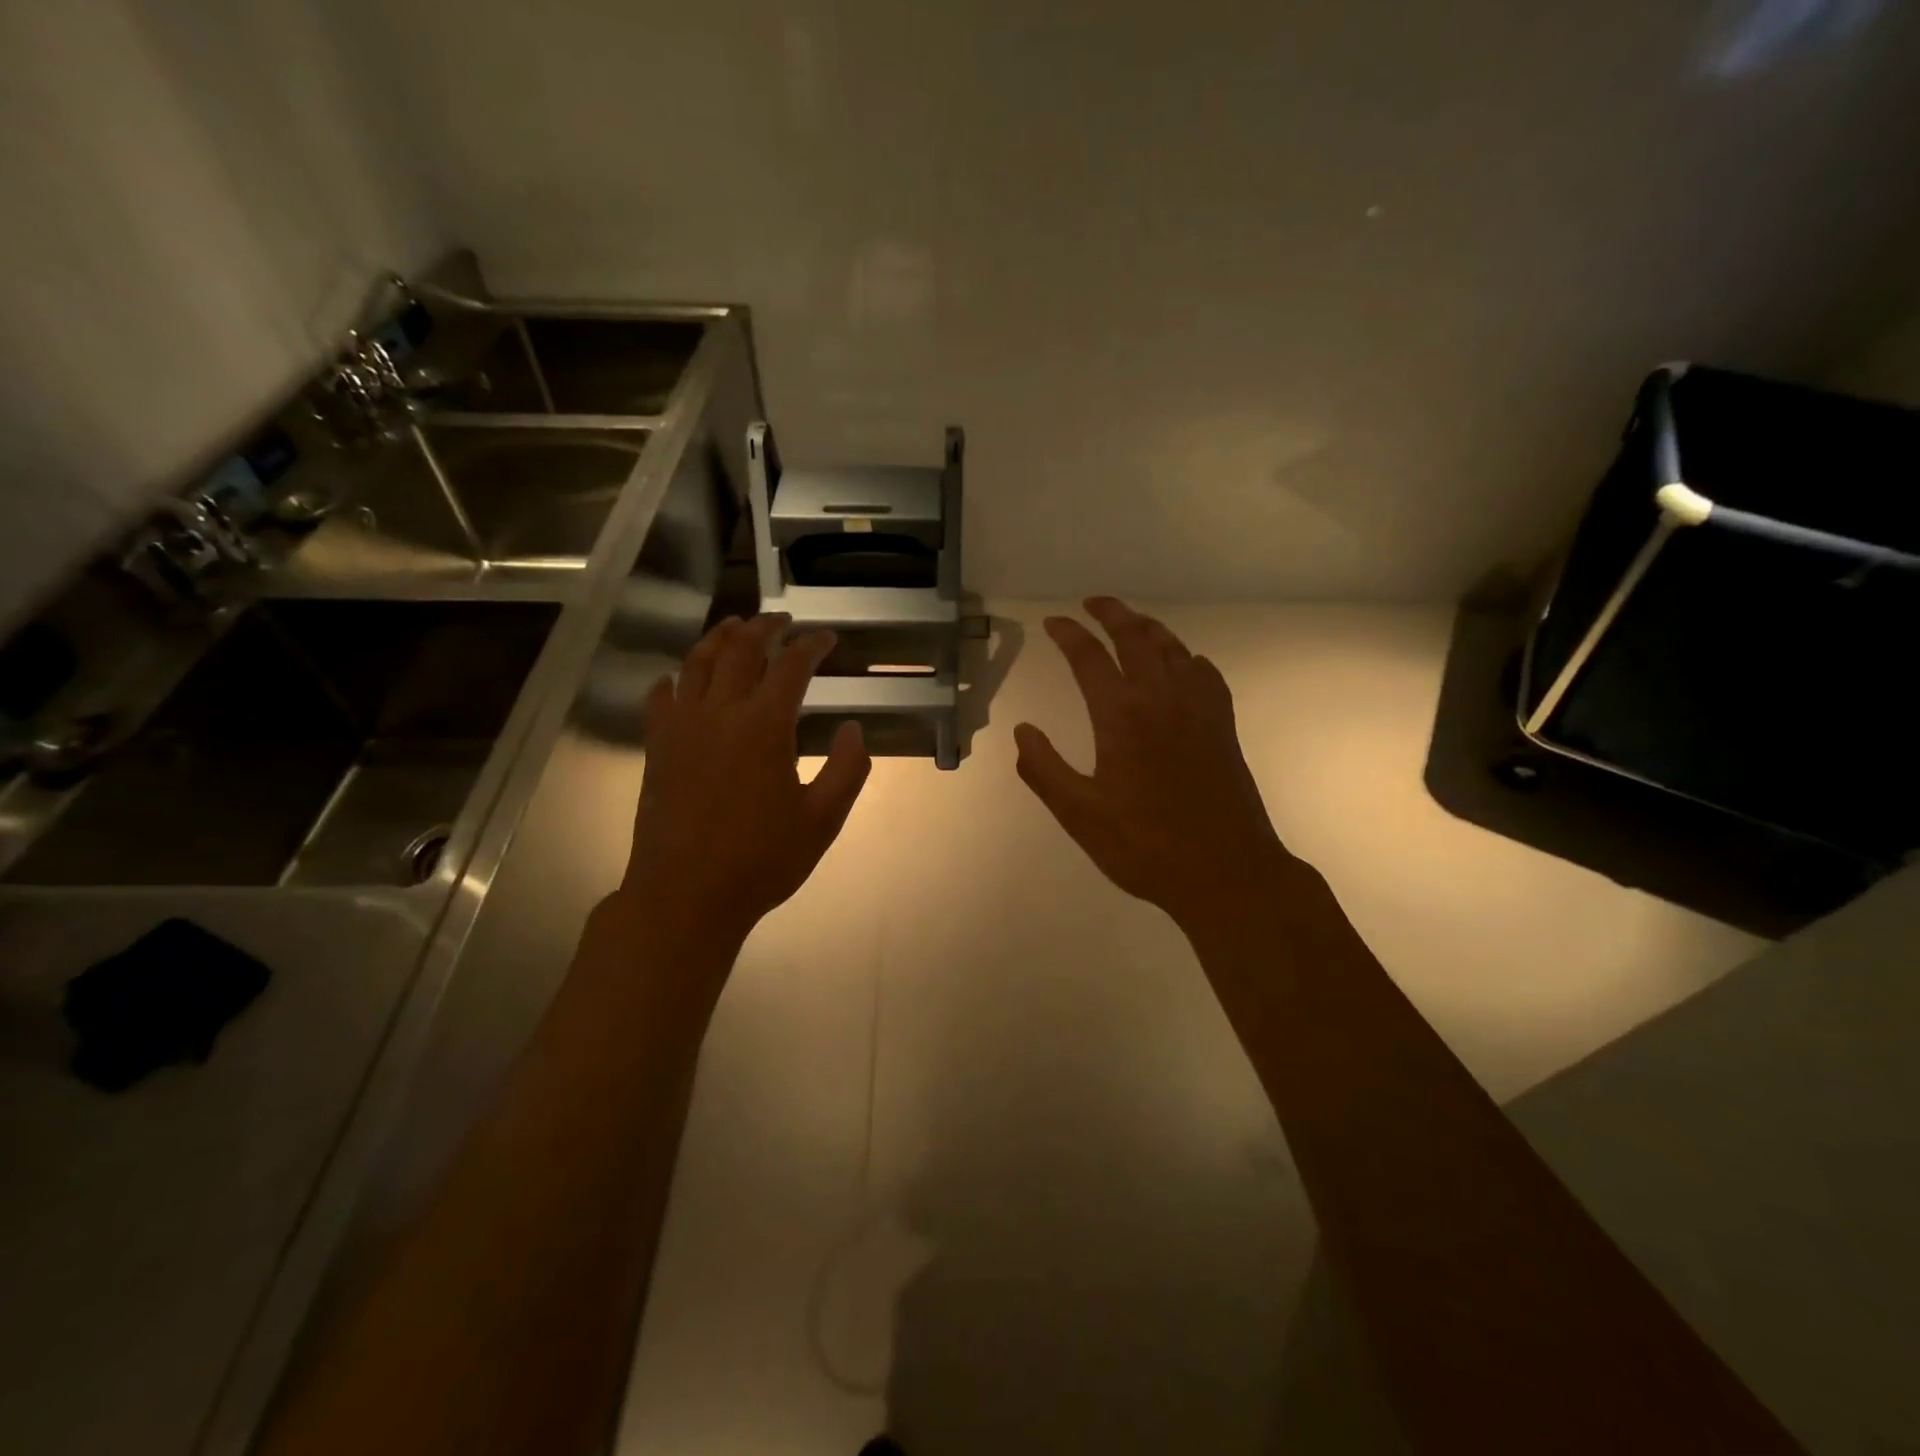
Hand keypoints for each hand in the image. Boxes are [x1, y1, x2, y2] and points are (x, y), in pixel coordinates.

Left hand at [618, 614, 870, 948]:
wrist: (685, 896)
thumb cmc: (761, 861)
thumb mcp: (822, 820)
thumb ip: (848, 770)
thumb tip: (855, 729)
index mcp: (764, 727)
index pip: (791, 666)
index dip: (811, 645)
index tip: (826, 638)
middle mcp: (720, 714)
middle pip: (740, 650)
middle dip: (764, 627)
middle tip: (782, 620)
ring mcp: (682, 729)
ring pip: (696, 663)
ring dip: (718, 638)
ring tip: (734, 626)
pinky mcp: (657, 749)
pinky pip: (659, 700)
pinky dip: (671, 680)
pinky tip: (676, 678)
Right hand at [1015, 598, 1297, 931]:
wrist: (1226, 871)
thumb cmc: (1145, 846)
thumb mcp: (1079, 815)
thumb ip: (1044, 769)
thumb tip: (1022, 732)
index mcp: (1121, 716)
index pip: (1089, 658)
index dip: (1069, 634)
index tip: (1053, 623)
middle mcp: (1162, 699)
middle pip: (1136, 637)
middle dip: (1112, 613)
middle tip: (1092, 603)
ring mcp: (1199, 710)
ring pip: (1174, 649)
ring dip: (1149, 627)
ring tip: (1131, 622)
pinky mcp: (1223, 727)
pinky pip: (1205, 674)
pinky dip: (1187, 658)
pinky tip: (1184, 665)